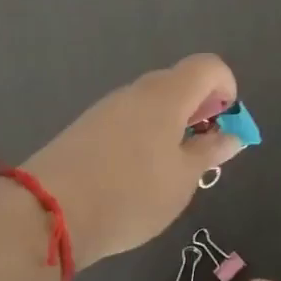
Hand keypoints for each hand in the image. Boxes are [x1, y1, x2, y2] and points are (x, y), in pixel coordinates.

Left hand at [24, 54, 243, 267]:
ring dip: (172, 127)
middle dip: (200, 112)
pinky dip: (145, 138)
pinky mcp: (87, 128)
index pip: (209, 66)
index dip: (227, 90)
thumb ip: (210, 151)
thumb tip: (233, 134)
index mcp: (167, 95)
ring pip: (153, 105)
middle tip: (202, 155)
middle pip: (180, 83)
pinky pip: (129, 121)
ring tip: (169, 173)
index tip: (224, 129)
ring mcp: (108, 108)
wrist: (48, 213)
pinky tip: (136, 177)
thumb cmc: (131, 194)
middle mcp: (137, 91)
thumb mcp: (183, 179)